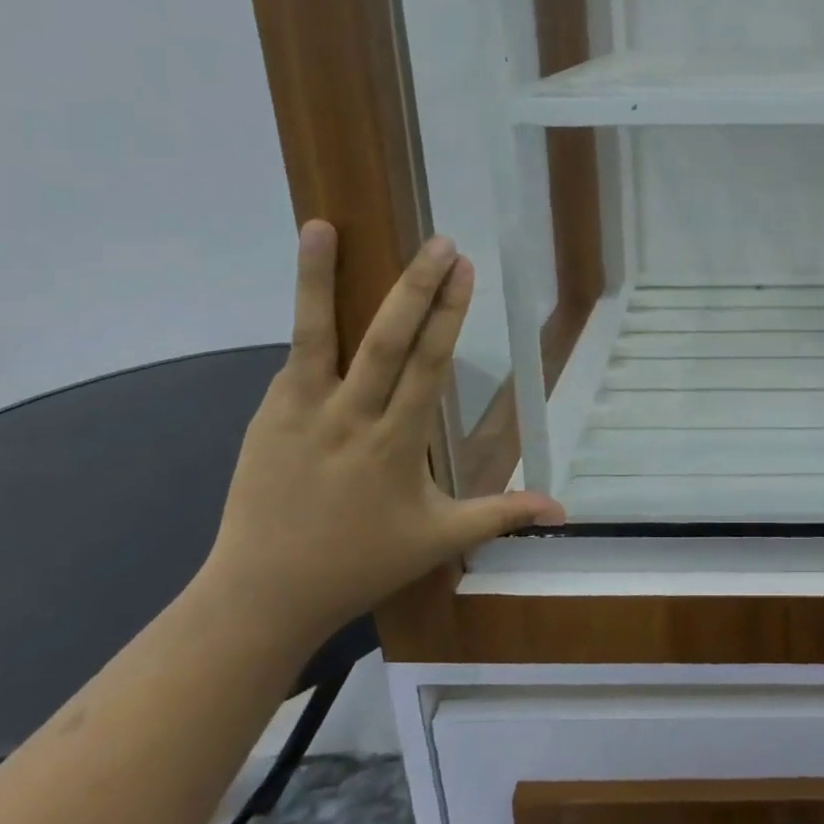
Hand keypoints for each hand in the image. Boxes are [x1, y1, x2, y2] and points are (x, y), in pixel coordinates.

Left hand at [200, 221, 562, 652]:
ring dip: (320, 279)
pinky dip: (308, 323)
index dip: (449, 315)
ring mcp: (300, 413)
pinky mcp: (265, 416)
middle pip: (386, 340)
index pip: (428, 365)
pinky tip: (315, 291)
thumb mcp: (439, 540)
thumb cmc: (360, 563)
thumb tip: (562, 509)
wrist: (261, 596)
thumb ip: (501, 514)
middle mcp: (349, 418)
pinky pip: (294, 363)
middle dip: (415, 287)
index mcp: (396, 443)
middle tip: (439, 242)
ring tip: (322, 227)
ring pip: (317, 335)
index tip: (464, 270)